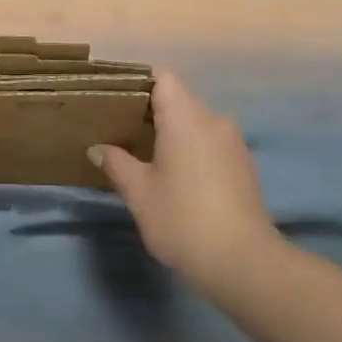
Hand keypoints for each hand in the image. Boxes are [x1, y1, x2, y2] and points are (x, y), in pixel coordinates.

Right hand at [91, 70, 276, 285]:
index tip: (116, 100)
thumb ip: (117, 164)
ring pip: (196, 122)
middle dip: (151, 110)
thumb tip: (98, 148)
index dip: (138, 82)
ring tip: (144, 152)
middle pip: (179, 98)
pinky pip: (210, 141)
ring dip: (172, 131)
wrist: (243, 263)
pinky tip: (174, 173)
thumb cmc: (182, 220)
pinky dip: (190, 147)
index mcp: (186, 118)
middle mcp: (213, 121)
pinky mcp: (243, 165)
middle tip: (120, 129)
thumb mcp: (139, 193)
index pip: (163, 78)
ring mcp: (232, 143)